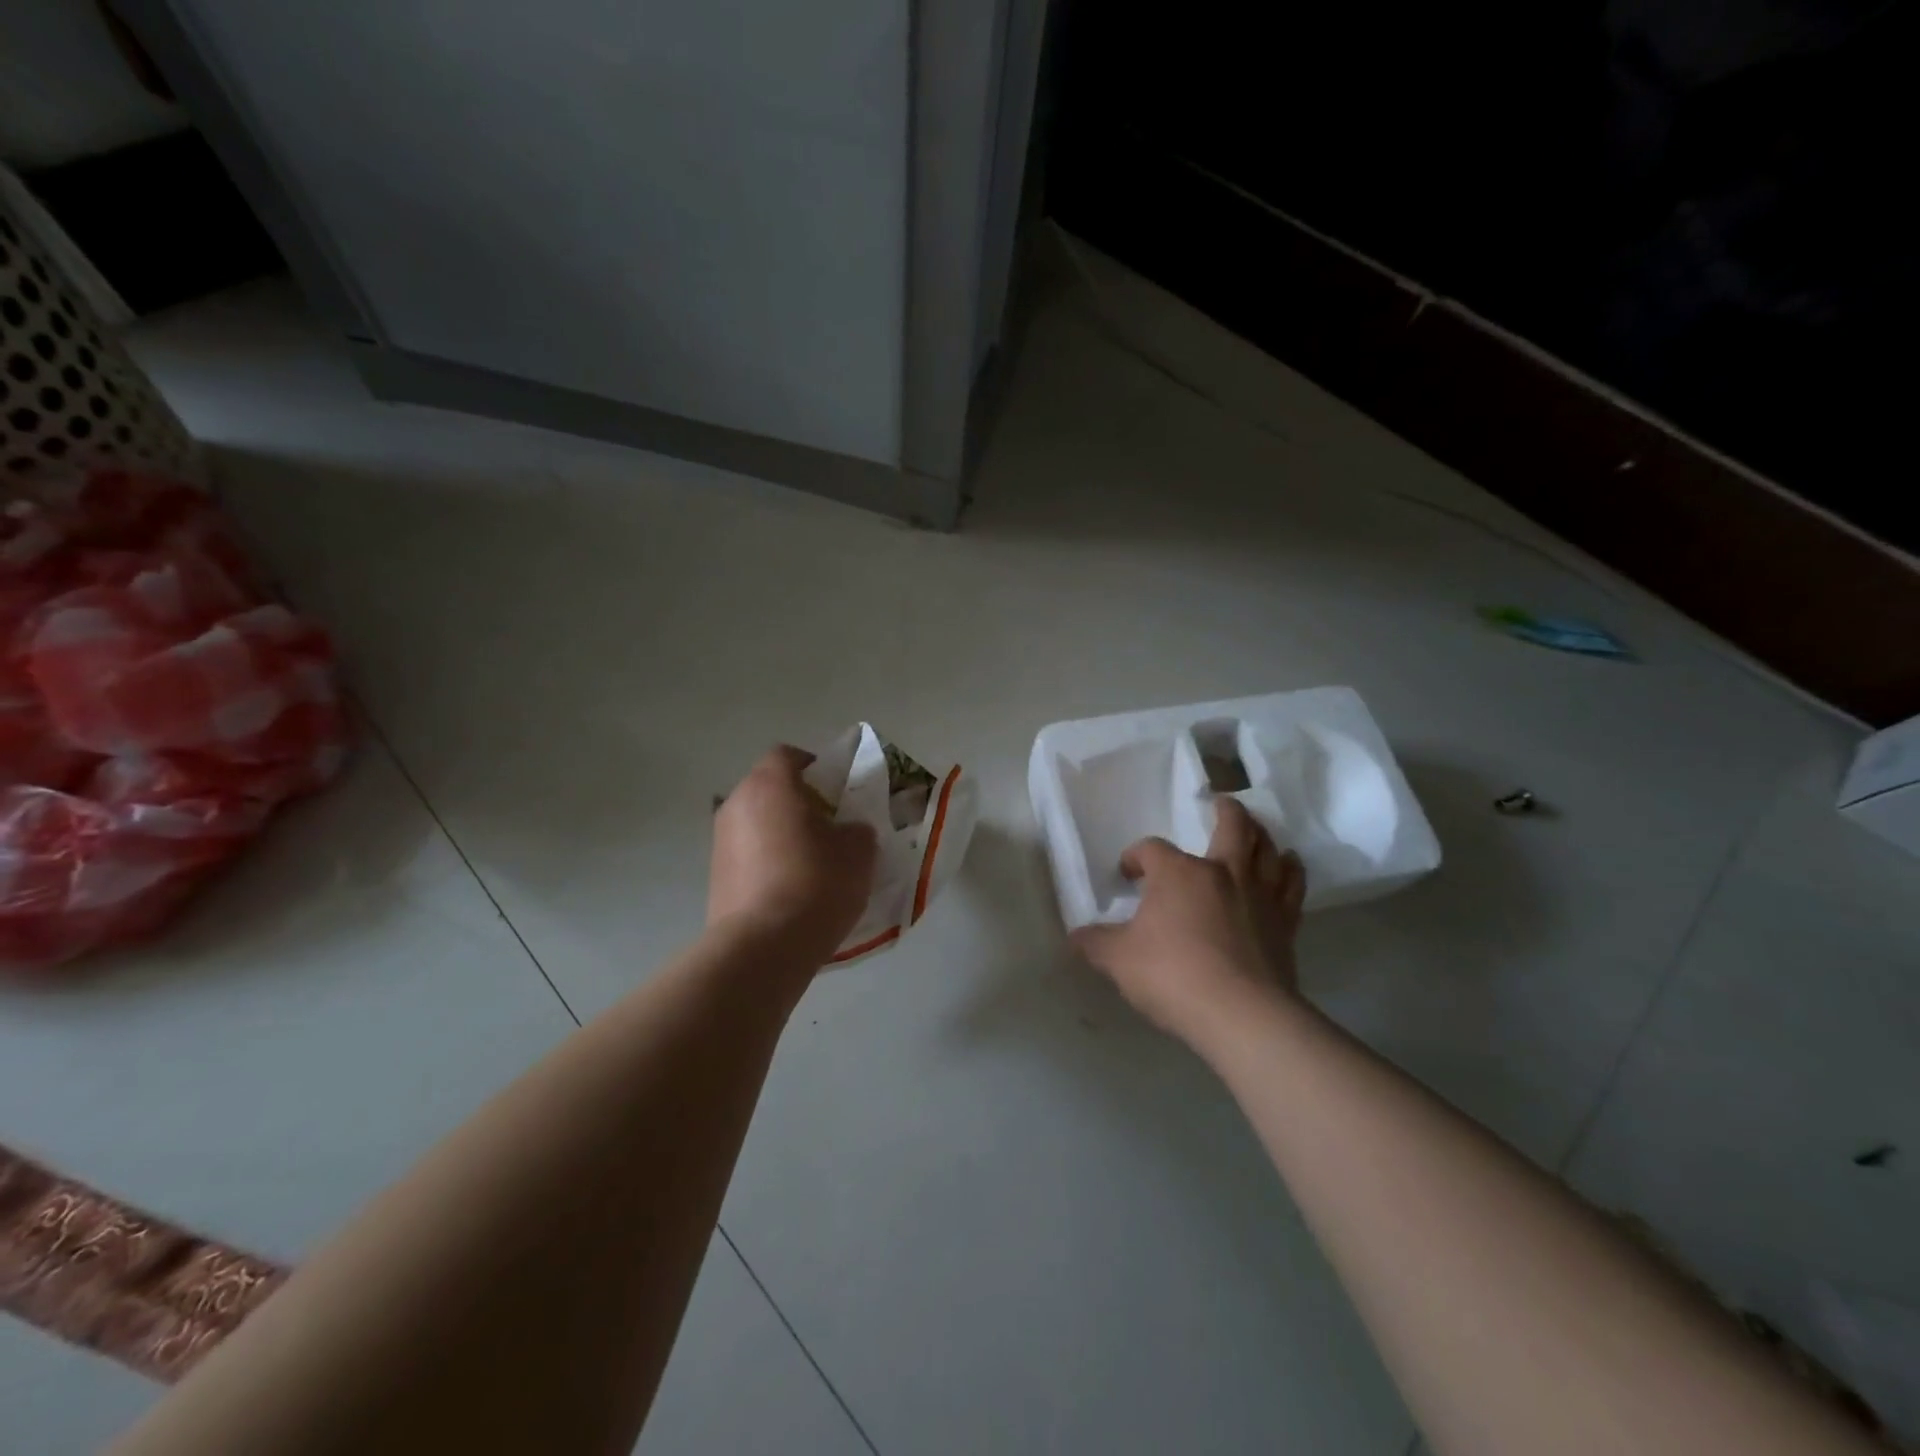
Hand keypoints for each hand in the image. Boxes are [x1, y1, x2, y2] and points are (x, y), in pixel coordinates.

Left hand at [710, 745, 877, 962]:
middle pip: (771, 789)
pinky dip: (769, 864)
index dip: (816, 768)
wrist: (763, 947)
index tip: (838, 793)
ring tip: (814, 866)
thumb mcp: (859, 850)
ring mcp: (720, 841)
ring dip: (783, 835)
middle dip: (801, 804)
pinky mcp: (715, 877)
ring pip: (759, 824)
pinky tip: (793, 892)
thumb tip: (847, 832)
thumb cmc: (816, 883)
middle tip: (831, 830)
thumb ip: (857, 829)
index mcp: (770, 784)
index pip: (789, 756)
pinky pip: (749, 856)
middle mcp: (736, 803)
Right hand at [1070, 799, 1306, 1048]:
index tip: (1128, 875)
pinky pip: (1293, 884)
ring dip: (1261, 834)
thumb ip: (1095, 943)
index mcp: (1178, 873)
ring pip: (1267, 849)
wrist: (1241, 1015)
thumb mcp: (1118, 960)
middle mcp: (1222, 872)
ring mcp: (1259, 895)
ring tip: (1256, 830)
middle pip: (1231, 826)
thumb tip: (1076, 936)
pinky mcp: (1285, 922)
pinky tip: (1288, 866)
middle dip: (1225, 811)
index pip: (1151, 849)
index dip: (1136, 856)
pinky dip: (1291, 870)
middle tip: (1220, 803)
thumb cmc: (1173, 976)